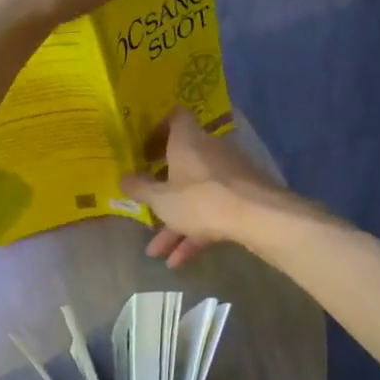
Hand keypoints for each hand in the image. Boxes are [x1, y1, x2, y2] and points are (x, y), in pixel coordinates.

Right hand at [120, 108, 284, 268]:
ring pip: (196, 195)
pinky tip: (178, 261)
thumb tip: (122, 179)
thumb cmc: (200, 199)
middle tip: (146, 203)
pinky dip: (195, 233)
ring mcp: (229, 175)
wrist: (257, 217)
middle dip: (162, 190)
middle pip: (182, 163)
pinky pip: (212, 212)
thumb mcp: (161, 199)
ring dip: (176, 222)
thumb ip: (140, 189)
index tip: (144, 150)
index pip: (174, 118)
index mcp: (187, 140)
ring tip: (156, 251)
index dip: (158, 130)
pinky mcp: (242, 198)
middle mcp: (209, 151)